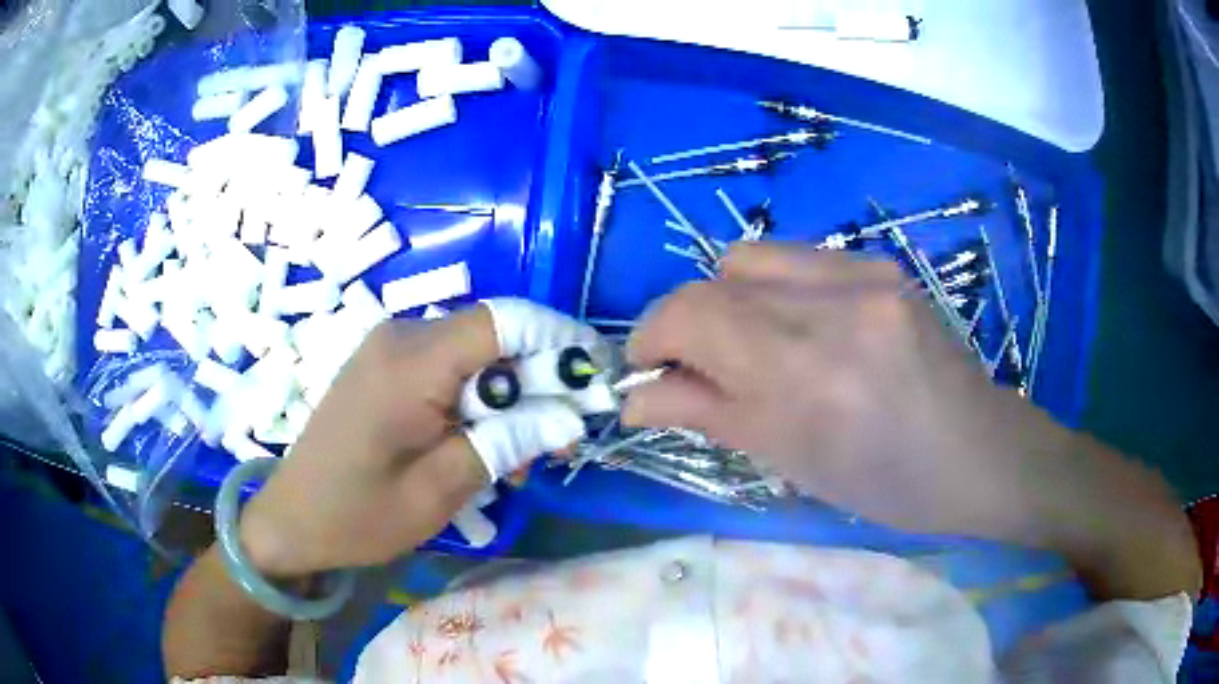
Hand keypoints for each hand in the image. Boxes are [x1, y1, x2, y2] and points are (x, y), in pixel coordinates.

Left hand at [239, 302, 590, 577]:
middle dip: (538, 382)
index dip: (557, 341)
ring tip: (521, 457)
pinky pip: (447, 367)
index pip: (503, 321)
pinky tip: (481, 444)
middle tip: (560, 442)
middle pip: (493, 337)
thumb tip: (570, 417)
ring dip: (509, 398)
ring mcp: (389, 347)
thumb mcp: (438, 491)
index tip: (594, 380)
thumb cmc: (359, 515)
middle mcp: (401, 337)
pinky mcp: (385, 364)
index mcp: (409, 364)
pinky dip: (477, 400)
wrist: (293, 518)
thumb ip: (506, 444)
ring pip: (475, 354)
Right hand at [623, 242, 1057, 537]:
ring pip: (751, 257)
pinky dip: (774, 291)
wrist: (976, 453)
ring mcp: (864, 273)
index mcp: (807, 372)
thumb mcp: (791, 462)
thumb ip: (706, 414)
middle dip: (686, 321)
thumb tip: (635, 397)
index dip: (649, 336)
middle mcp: (834, 304)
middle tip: (698, 365)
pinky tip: (804, 330)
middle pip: (715, 275)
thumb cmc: (886, 483)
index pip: (690, 314)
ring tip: (754, 344)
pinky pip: (798, 259)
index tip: (646, 370)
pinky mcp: (882, 264)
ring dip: (729, 300)